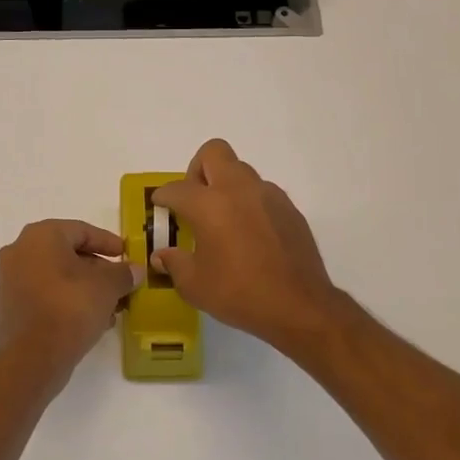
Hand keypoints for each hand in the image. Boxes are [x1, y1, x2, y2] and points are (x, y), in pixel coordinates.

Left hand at [0, 220, 143, 391]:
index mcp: (40, 236)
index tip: (126, 254)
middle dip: (97, 269)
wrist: (32, 358)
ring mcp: (10, 280)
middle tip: (120, 282)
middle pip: (67, 253)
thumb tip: (135, 270)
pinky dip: (67, 301)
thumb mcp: (107, 287)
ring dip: (84, 287)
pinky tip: (91, 320)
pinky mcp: (10, 307)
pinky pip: (44, 295)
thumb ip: (123, 274)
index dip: (107, 242)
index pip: (80, 230)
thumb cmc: (70, 308)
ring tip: (111, 306)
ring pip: (56, 276)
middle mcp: (19, 251)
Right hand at [150, 139, 345, 355]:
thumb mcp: (194, 285)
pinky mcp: (290, 209)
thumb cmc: (239, 294)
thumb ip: (174, 263)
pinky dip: (249, 203)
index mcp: (209, 204)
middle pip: (213, 153)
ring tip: (223, 220)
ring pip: (241, 171)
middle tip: (194, 200)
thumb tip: (162, 255)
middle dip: (197, 170)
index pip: (177, 188)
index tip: (160, 205)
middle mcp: (238, 190)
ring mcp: (268, 196)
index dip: (163, 196)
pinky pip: (262, 193)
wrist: (299, 306)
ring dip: (226, 186)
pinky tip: (249, 234)